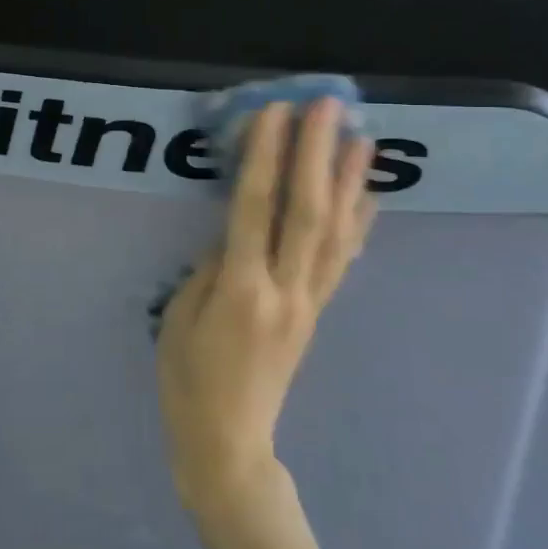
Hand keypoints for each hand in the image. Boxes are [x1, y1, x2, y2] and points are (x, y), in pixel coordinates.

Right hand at [157, 99, 376, 520]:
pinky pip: (341, 262)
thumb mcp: (179, 318)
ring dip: (349, 182)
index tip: (274, 112)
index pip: (255, 209)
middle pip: (306, 211)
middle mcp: (283, 290)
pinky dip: (358, 224)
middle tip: (328, 106)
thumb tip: (235, 234)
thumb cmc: (187, 380)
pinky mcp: (316, 313)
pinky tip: (368, 196)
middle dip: (316, 154)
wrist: (228, 442)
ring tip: (362, 138)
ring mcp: (307, 303)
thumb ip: (210, 269)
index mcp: (239, 290)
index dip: (266, 157)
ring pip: (335, 233)